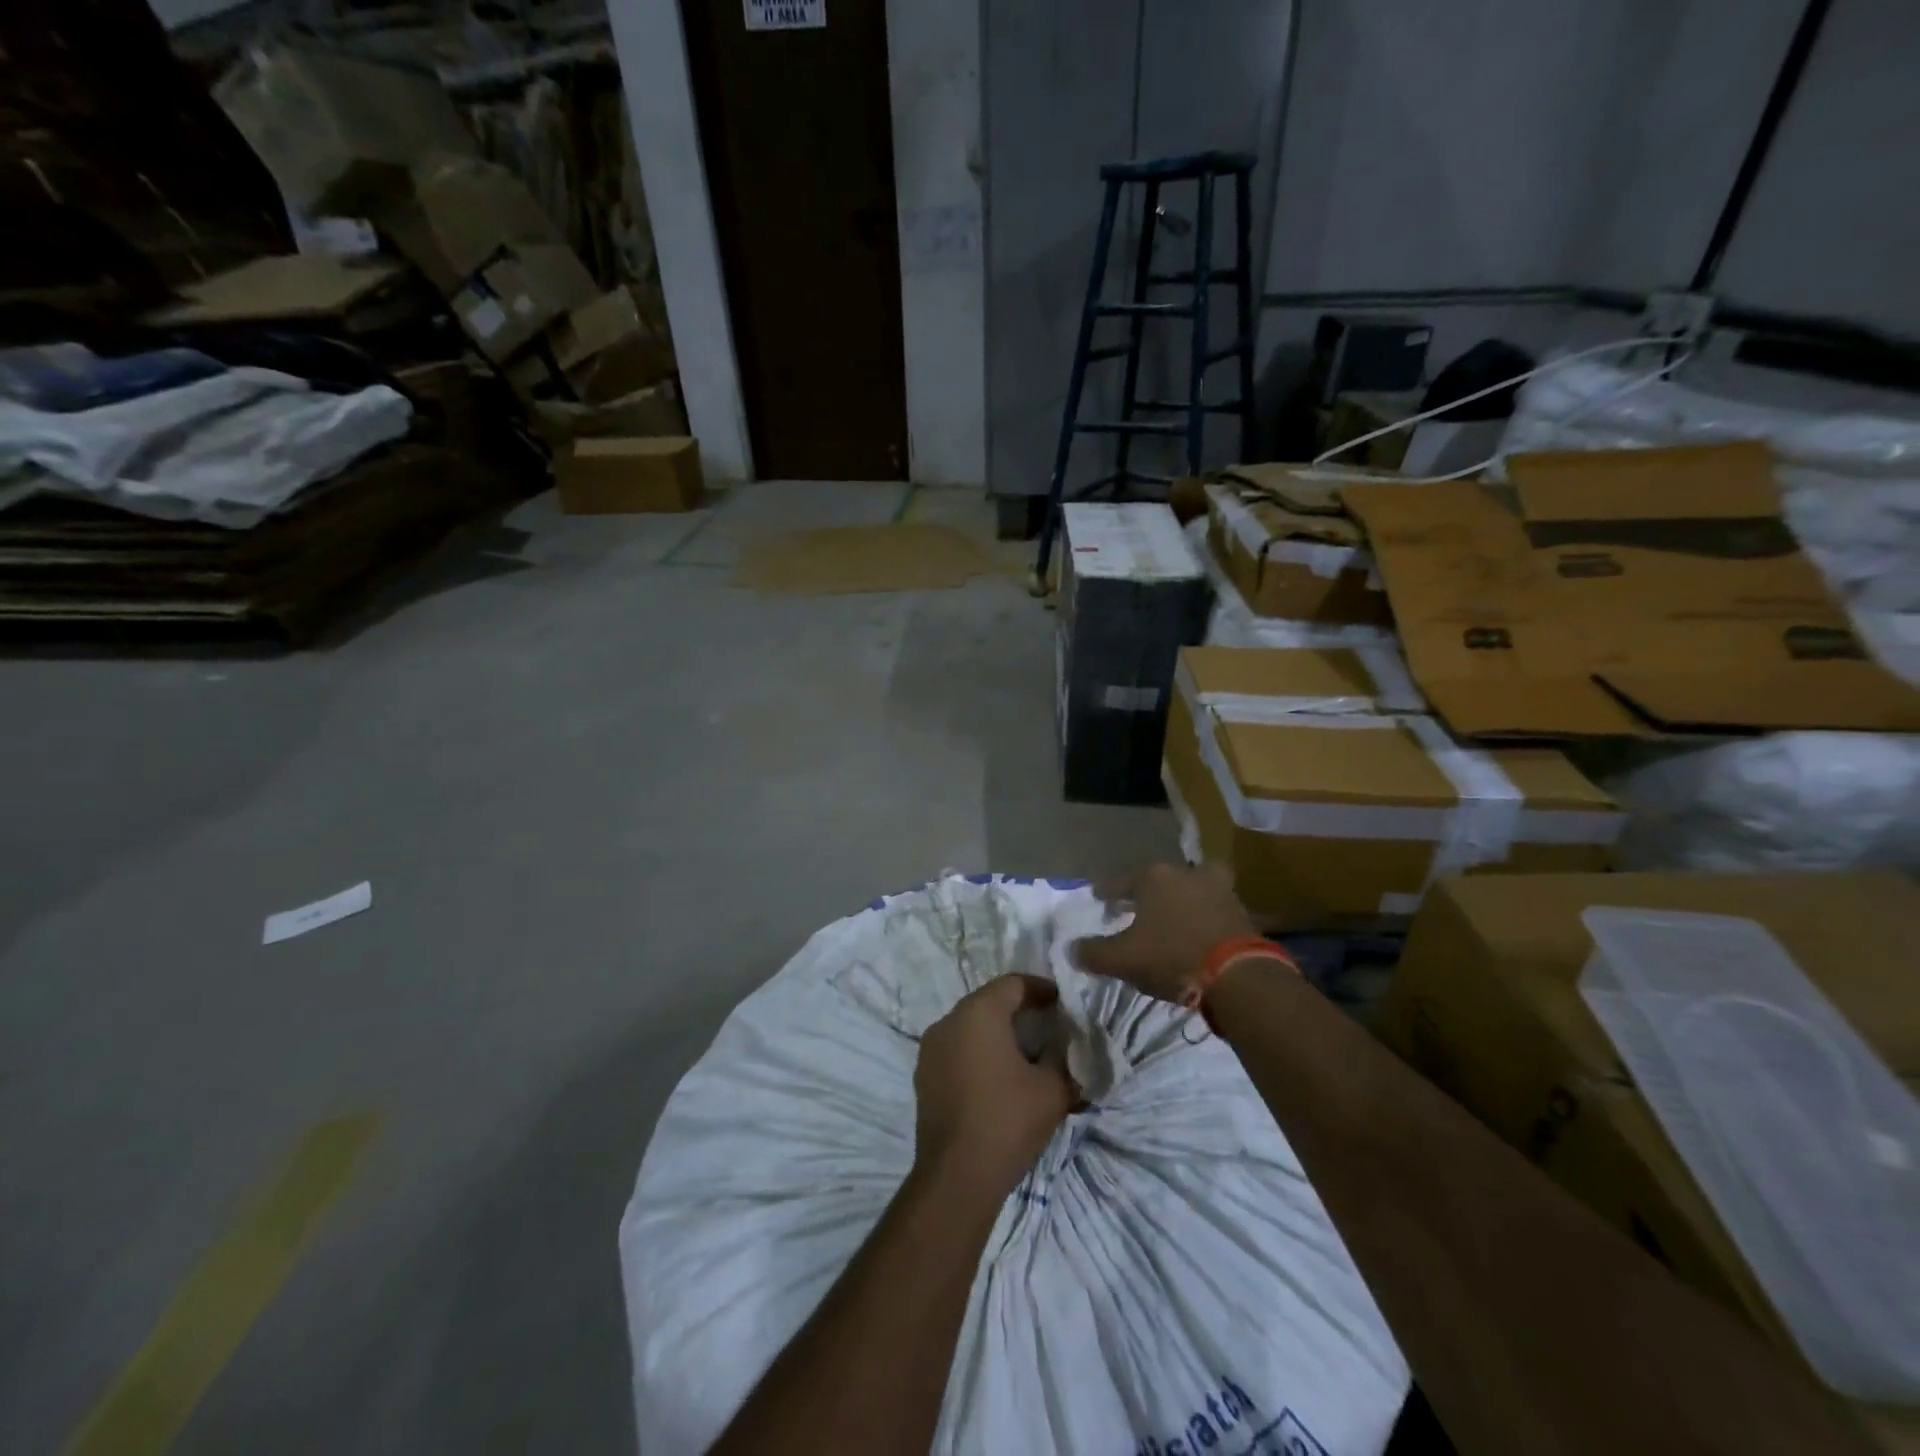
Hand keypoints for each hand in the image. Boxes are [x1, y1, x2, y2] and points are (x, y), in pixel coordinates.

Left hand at [914, 976, 1075, 1195]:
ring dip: (997, 1033)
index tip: (1063, 1003)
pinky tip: (998, 1078)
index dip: (1041, 989)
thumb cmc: (1007, 1121)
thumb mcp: (1053, 1089)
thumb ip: (1065, 1060)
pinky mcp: (923, 1076)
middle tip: (1049, 1027)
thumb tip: (1069, 1049)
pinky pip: (956, 1050)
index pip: (1014, 984)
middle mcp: (948, 1020)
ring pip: (970, 1026)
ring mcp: (930, 1048)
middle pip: (989, 1002)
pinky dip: (978, 1053)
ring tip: (1026, 1054)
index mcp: (978, 1012)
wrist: (956, 1177)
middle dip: (1020, 1011)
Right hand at [1071, 862, 1257, 1002]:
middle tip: (1137, 908)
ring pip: (1191, 886)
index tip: (1098, 897)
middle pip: (1159, 878)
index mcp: (1153, 876)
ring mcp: (1217, 888)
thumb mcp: (1123, 959)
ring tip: (1173, 916)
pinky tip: (1197, 930)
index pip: (1119, 881)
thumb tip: (1071, 948)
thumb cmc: (1171, 956)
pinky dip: (1204, 914)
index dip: (1106, 891)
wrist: (1238, 975)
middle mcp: (1185, 872)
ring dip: (1181, 898)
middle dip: (1147, 891)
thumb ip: (1093, 953)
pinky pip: (1213, 906)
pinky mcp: (1240, 909)